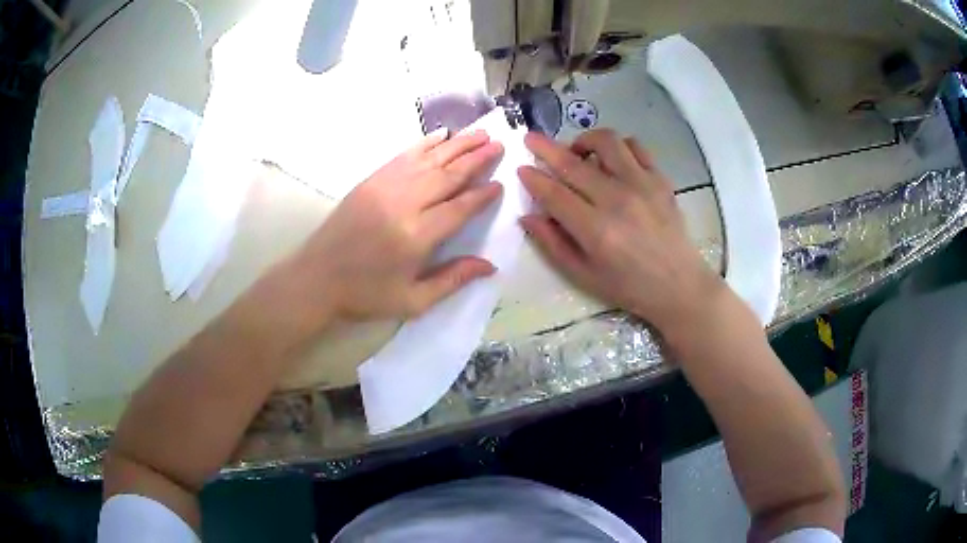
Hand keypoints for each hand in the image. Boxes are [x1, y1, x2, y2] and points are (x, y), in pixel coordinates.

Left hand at [293, 130, 504, 322]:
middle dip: (476, 159)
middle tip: (499, 145)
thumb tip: (490, 266)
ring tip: (481, 134)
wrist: (317, 278)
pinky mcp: (371, 180)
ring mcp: (385, 187)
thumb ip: (452, 280)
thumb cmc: (366, 294)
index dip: (482, 195)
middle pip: (448, 175)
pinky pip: (404, 155)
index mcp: (417, 236)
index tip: (499, 183)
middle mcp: (404, 204)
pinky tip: (442, 135)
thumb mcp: (412, 301)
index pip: (459, 207)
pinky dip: (425, 143)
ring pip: (429, 159)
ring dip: (457, 145)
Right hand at [518, 130, 726, 336]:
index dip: (533, 179)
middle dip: (545, 148)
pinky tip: (612, 159)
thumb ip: (553, 244)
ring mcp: (642, 185)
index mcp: (596, 230)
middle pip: (573, 164)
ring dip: (584, 140)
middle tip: (531, 139)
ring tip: (578, 152)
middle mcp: (617, 200)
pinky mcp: (660, 179)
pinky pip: (635, 146)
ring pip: (606, 142)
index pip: (554, 194)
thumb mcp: (584, 275)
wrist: (679, 284)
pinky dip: (618, 146)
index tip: (521, 169)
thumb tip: (528, 216)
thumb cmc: (629, 286)